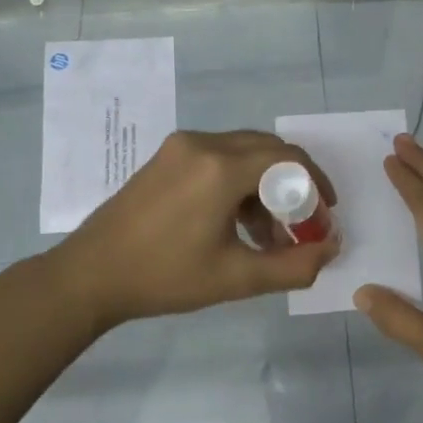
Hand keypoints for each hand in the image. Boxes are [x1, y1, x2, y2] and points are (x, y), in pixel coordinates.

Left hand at [50, 129, 338, 326]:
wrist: (91, 275)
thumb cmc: (165, 277)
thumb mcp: (237, 278)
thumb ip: (294, 265)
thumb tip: (331, 248)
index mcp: (221, 168)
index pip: (289, 159)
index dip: (316, 184)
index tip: (325, 214)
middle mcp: (203, 144)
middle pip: (268, 150)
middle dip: (292, 185)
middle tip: (301, 223)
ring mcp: (180, 146)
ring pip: (243, 152)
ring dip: (265, 185)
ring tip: (267, 233)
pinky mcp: (166, 156)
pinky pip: (218, 157)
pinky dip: (239, 181)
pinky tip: (236, 221)